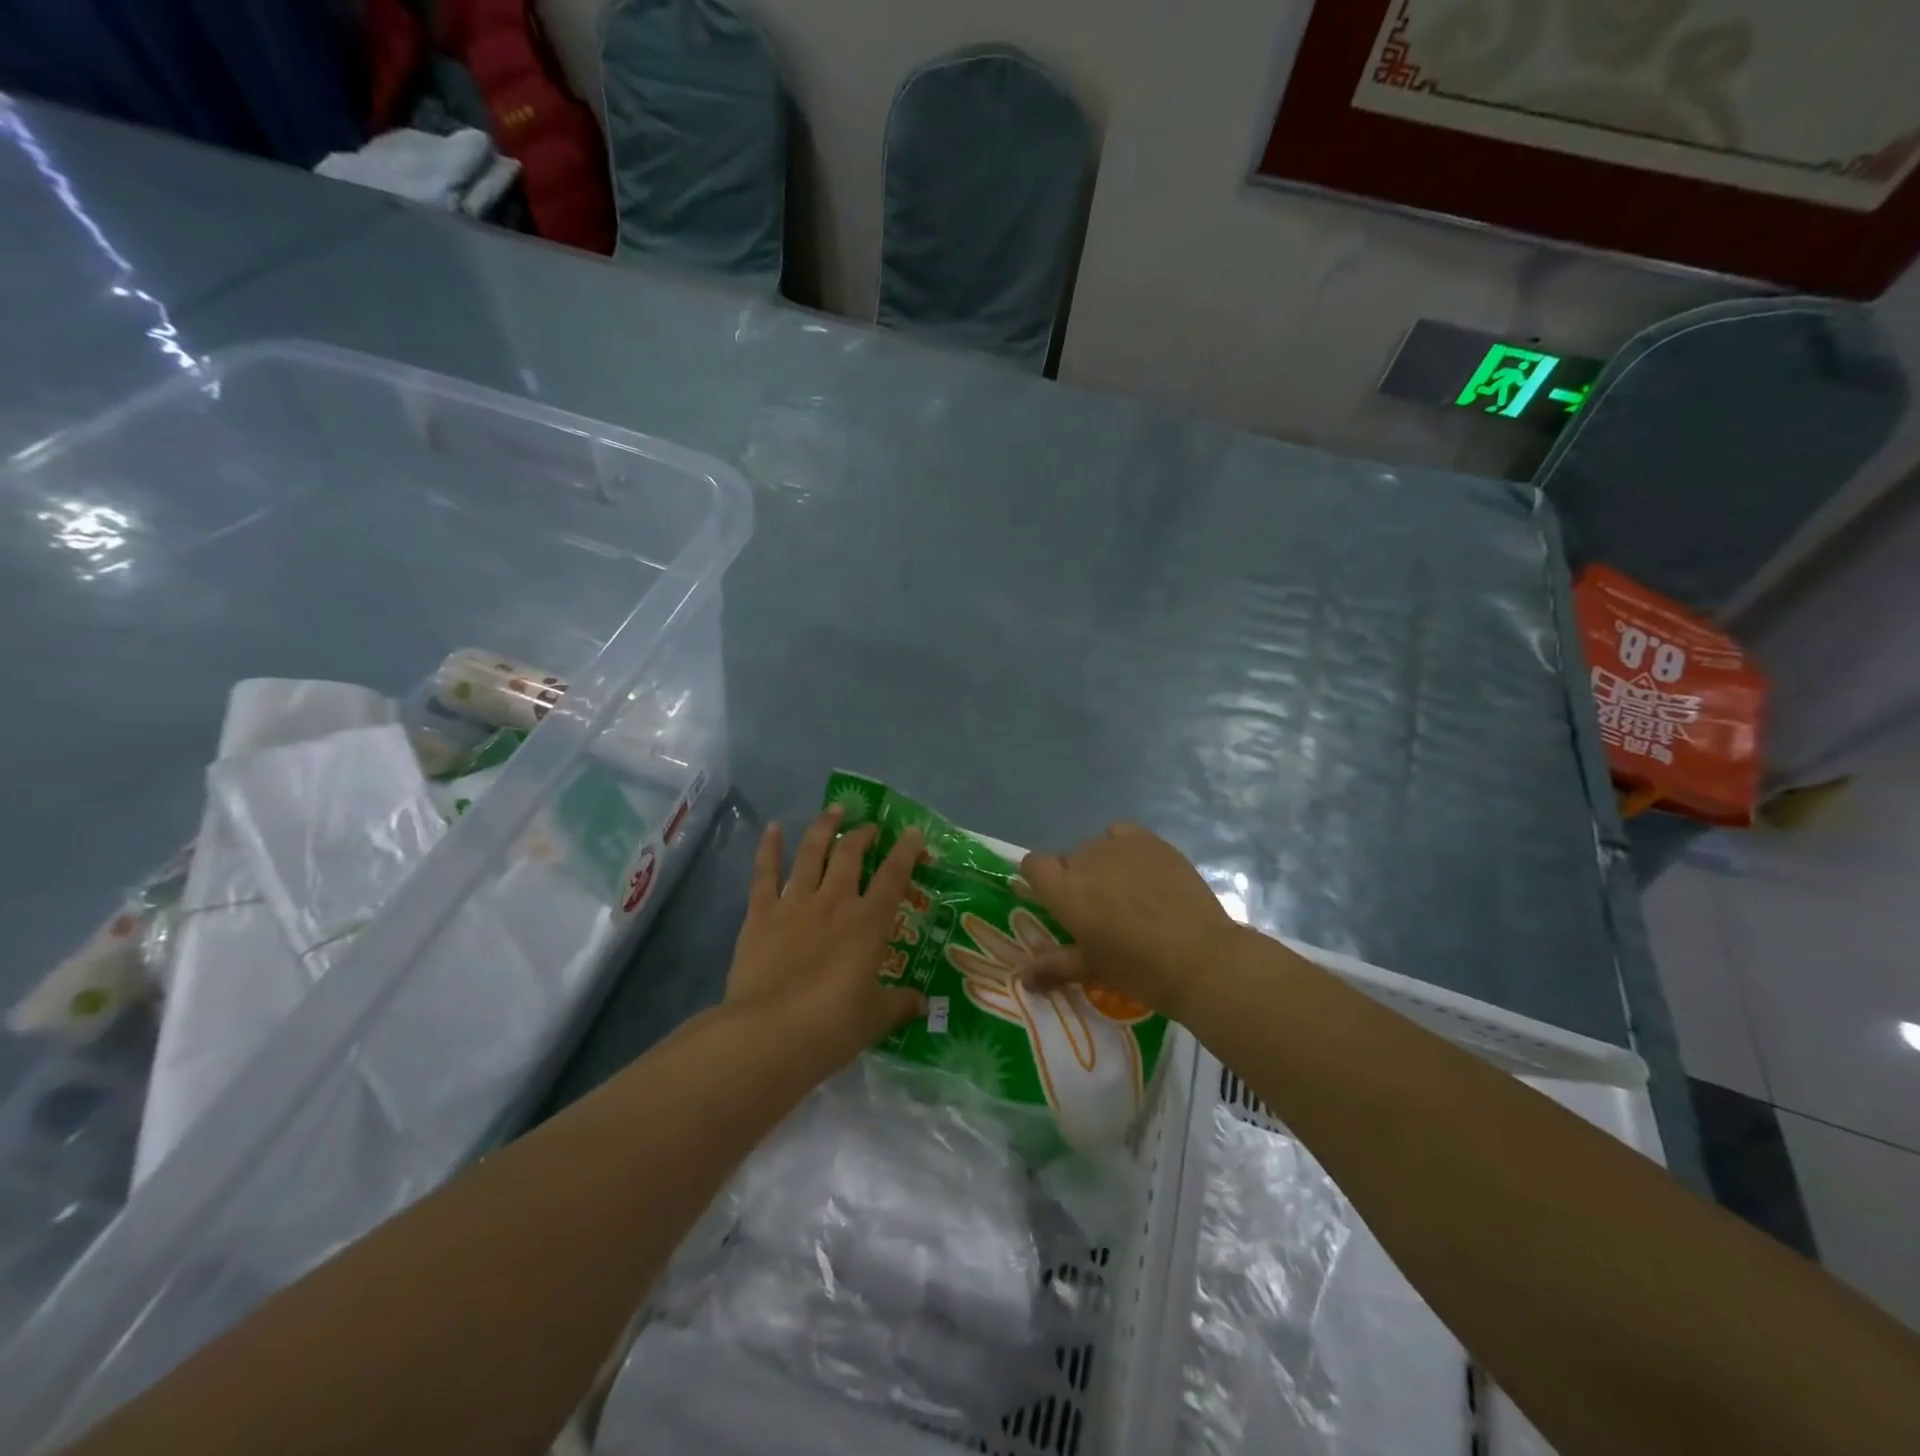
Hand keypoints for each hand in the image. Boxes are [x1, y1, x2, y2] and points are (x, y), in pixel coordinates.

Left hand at [725, 806, 927, 1065]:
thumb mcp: (875, 1019)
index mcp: (868, 924)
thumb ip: (899, 1004)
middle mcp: (834, 903)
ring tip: (833, 810)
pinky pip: (765, 874)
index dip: (906, 852)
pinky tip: (772, 829)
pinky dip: (769, 849)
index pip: (894, 878)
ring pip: (812, 854)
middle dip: (863, 836)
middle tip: (870, 827)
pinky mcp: (761, 915)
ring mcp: (795, 904)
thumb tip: (923, 1004)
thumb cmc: (830, 1027)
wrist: (768, 1034)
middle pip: (851, 856)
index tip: (913, 833)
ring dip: (824, 829)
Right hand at [1019, 822, 1238, 1021]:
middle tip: (1098, 909)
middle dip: (1076, 878)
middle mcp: (1086, 860)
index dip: (1040, 879)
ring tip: (1126, 891)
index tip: (1055, 900)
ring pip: (1096, 846)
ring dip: (1101, 864)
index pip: (1033, 864)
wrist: (1201, 958)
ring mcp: (1120, 847)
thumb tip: (1023, 977)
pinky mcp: (1151, 841)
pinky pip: (1123, 832)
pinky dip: (1124, 845)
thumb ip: (1053, 966)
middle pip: (1068, 858)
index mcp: (1065, 891)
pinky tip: (1140, 868)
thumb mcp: (1092, 969)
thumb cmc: (1140, 969)